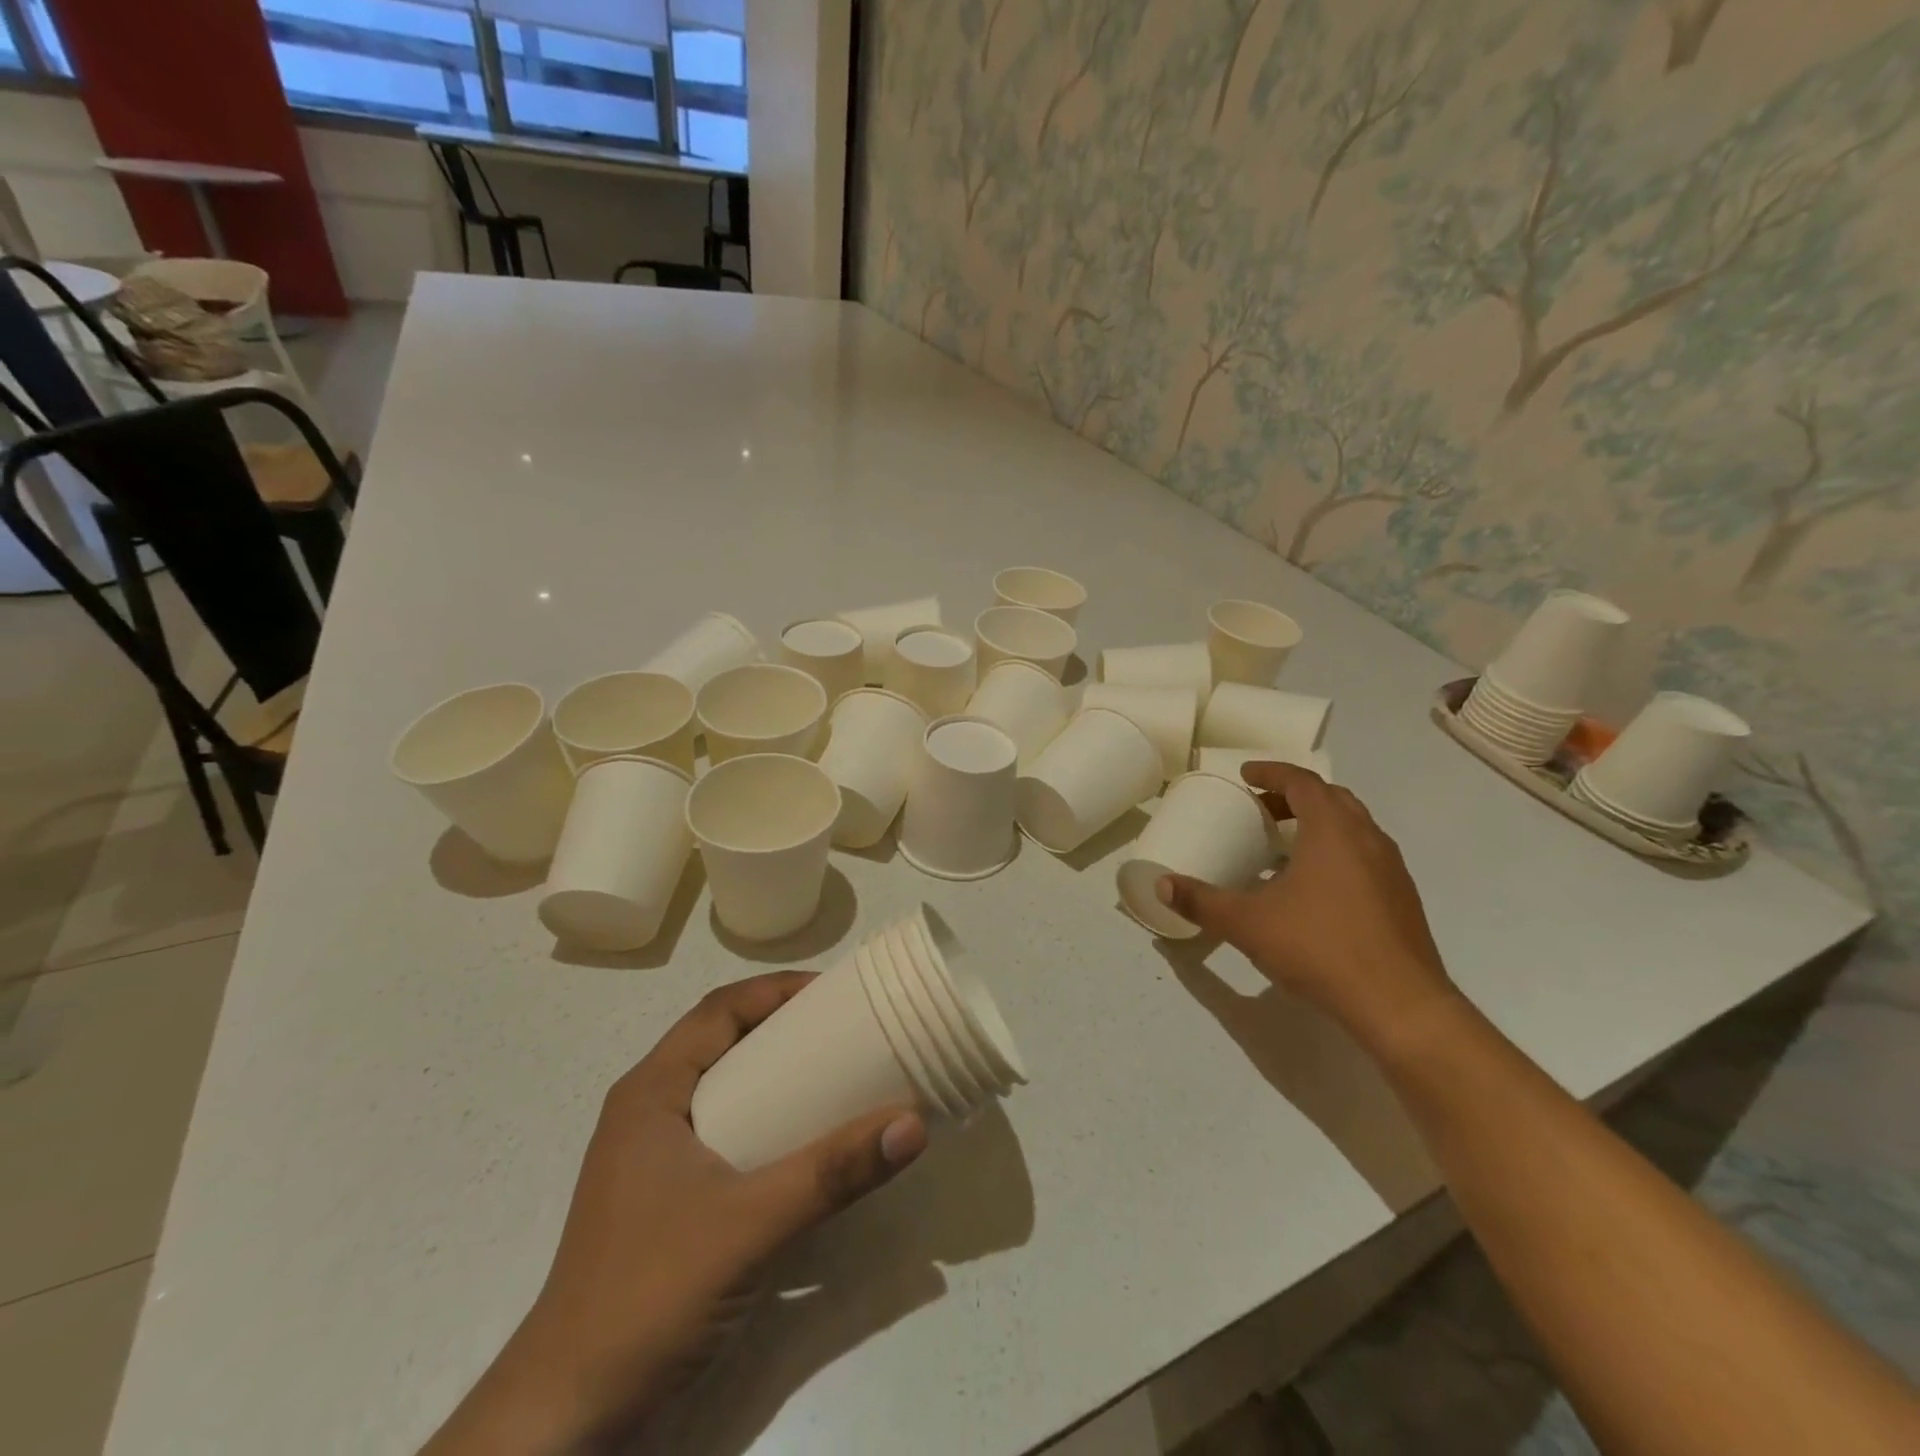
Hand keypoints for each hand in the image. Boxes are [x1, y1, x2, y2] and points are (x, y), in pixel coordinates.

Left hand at [422, 973, 926, 1454]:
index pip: (718, 1010)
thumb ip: (832, 1174)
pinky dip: (765, 1125)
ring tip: (835, 1080)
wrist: (565, 1422)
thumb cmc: (647, 1296)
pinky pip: (724, 1136)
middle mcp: (648, 1114)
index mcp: (651, 1093)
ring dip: (775, 1077)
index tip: (836, 991)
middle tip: (847, 1031)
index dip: (776, 990)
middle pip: (722, 1044)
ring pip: (723, 1092)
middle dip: (783, 1029)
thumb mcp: (750, 1226)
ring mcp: (653, 1162)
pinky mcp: (665, 1204)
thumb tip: (913, 1123)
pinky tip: (803, 1149)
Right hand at [1158, 762, 1456, 1050]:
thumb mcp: (1248, 924)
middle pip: (1331, 798)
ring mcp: (1391, 869)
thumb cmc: (1320, 948)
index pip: (1302, 782)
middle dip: (1294, 796)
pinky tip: (1314, 888)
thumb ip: (1202, 902)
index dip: (1271, 773)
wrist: (1400, 1005)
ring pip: (1353, 827)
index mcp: (1333, 830)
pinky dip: (1336, 852)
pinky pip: (1365, 855)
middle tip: (1261, 809)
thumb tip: (1162, 886)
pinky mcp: (1401, 898)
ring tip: (1284, 845)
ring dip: (1318, 823)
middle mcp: (1367, 838)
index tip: (1246, 775)